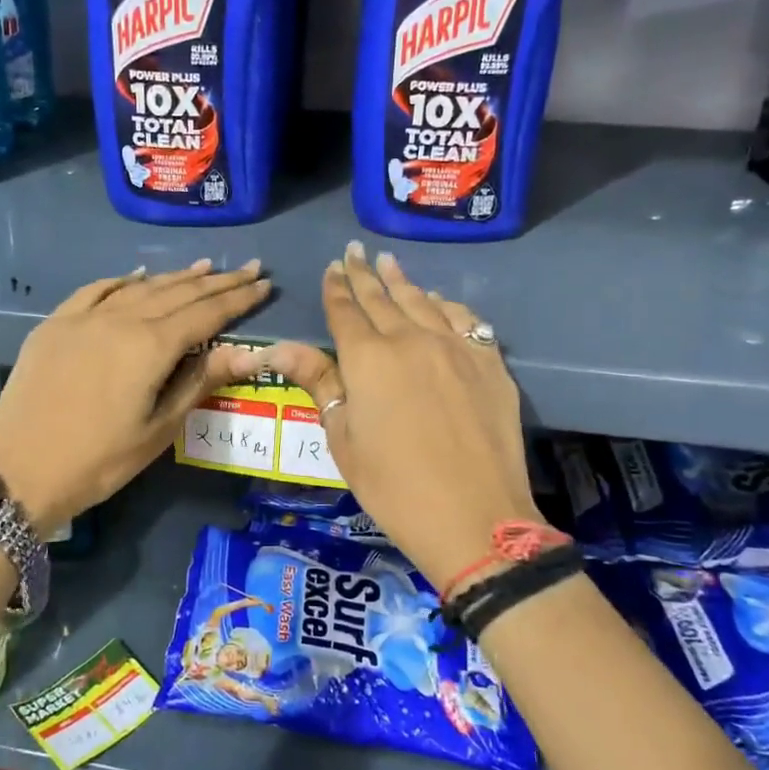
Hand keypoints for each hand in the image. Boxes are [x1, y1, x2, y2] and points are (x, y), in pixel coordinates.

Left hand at [0, 260, 270, 532]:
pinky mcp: (54, 324)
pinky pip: (96, 291)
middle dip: (216, 281)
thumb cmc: (98, 461)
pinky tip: (137, 275)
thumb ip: (200, 382)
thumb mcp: (158, 429)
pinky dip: (123, 281)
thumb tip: (247, 352)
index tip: (265, 283)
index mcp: (149, 346)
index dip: (238, 299)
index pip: (205, 314)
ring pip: (139, 287)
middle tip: (247, 268)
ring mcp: (82, 318)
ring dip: (175, 277)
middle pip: (177, 293)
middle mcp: (119, 319)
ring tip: (204, 267)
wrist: (18, 472)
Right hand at [260, 243, 548, 589]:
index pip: (346, 312)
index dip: (336, 289)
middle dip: (364, 274)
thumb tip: (278, 348)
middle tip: (354, 251)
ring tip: (388, 263)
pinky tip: (438, 301)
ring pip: (423, 302)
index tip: (332, 268)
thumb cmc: (393, 487)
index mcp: (368, 358)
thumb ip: (319, 383)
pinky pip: (465, 319)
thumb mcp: (343, 438)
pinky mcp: (490, 363)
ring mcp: (456, 348)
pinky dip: (446, 305)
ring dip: (402, 281)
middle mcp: (411, 340)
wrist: (475, 518)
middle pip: (382, 299)